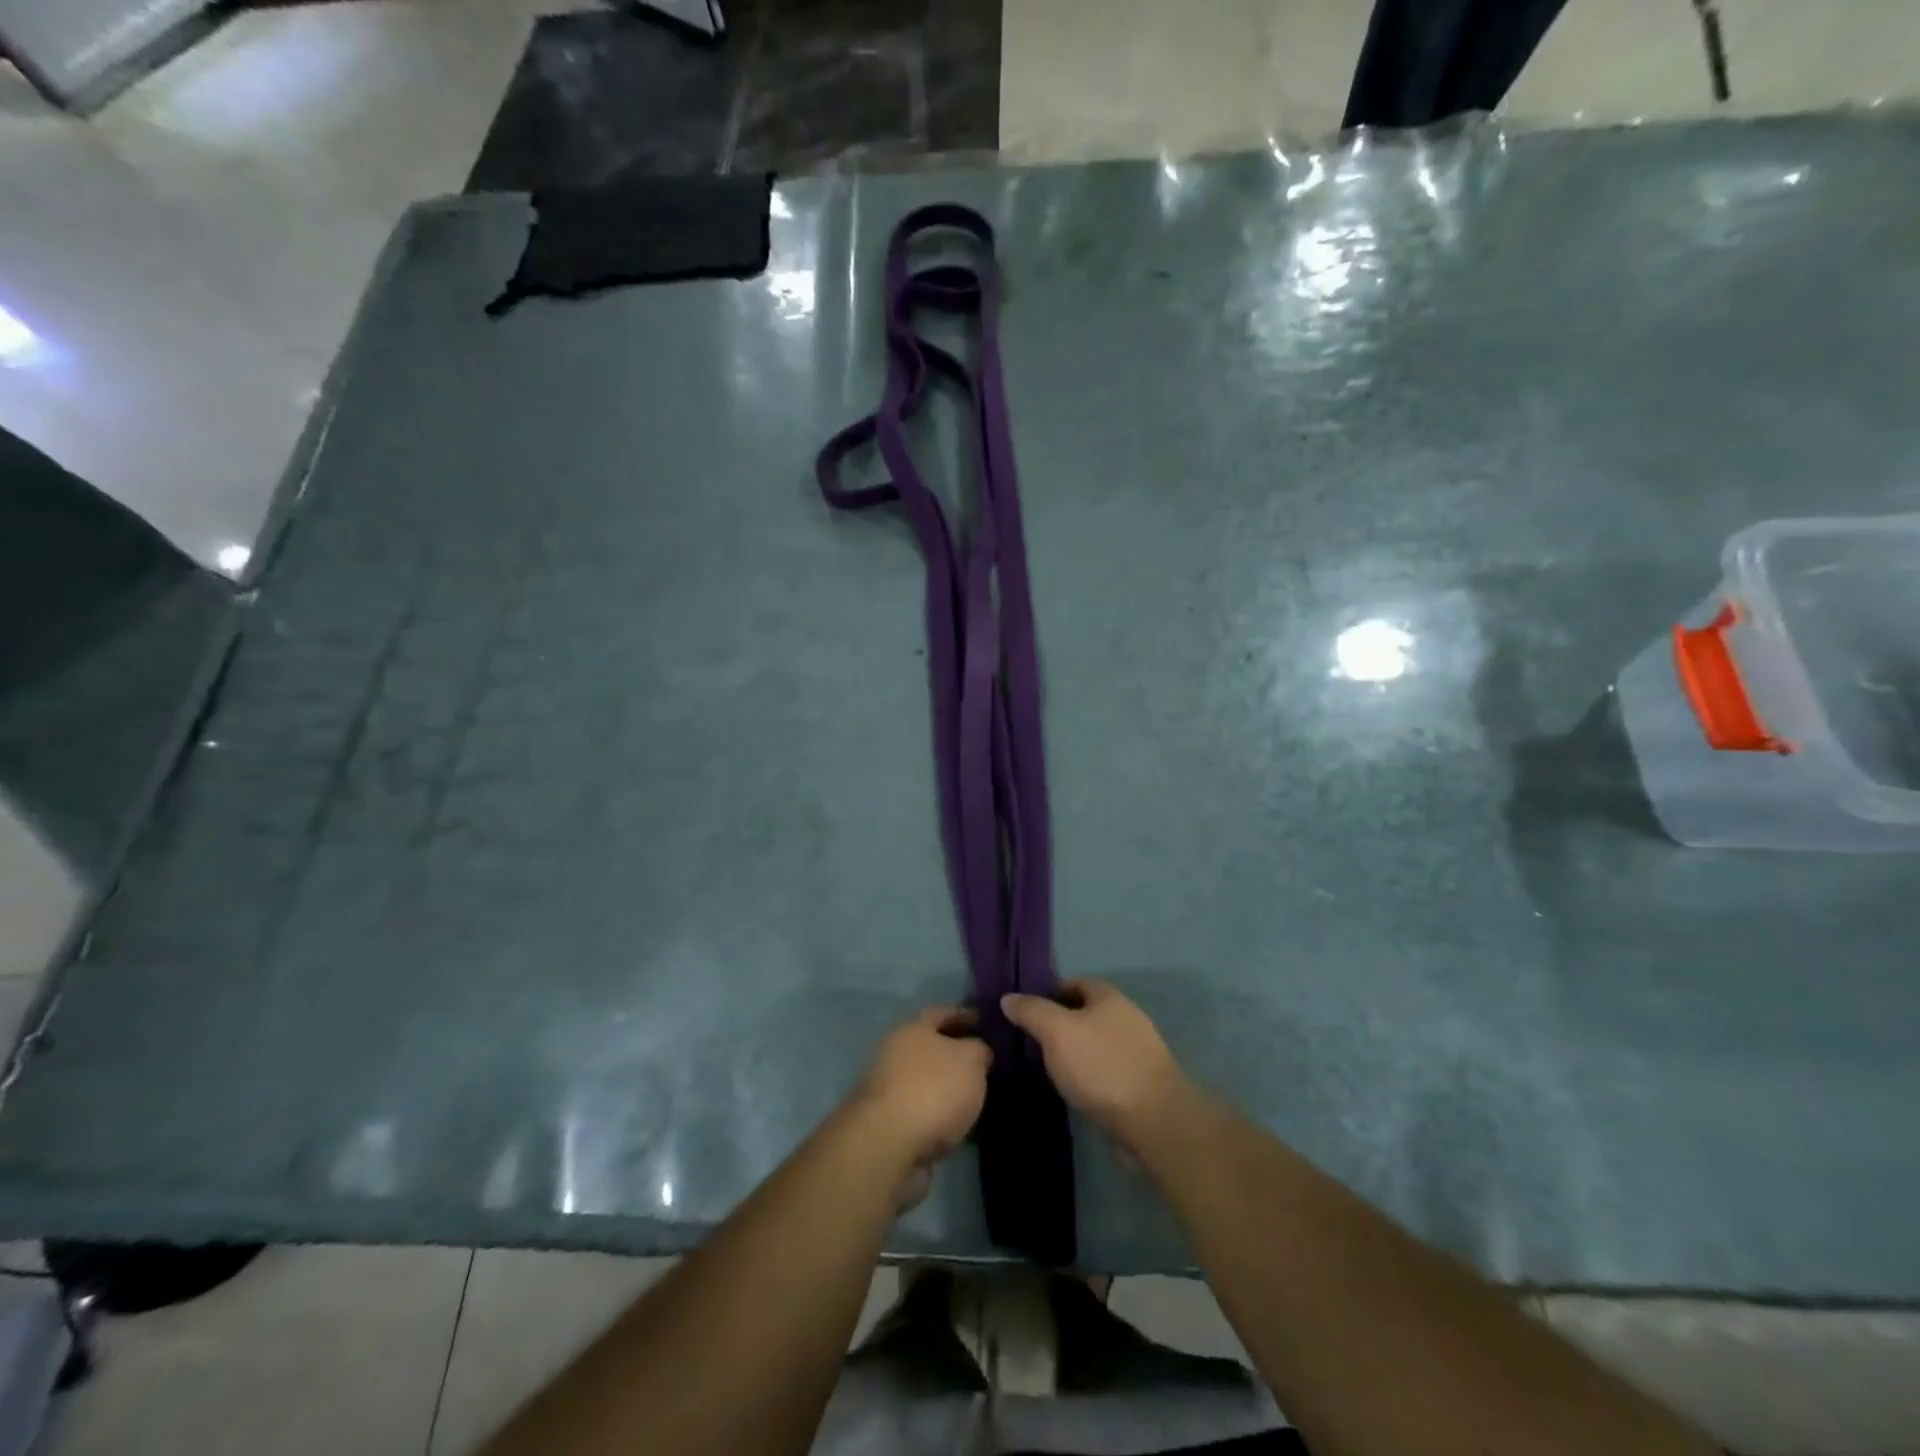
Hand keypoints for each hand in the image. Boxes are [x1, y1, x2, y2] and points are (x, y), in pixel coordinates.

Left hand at [850, 1007, 991, 1200]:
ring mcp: (888, 1091)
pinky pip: (922, 1114)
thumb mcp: (970, 1060)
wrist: (887, 1145)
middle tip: (984, 1064)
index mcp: (912, 1029)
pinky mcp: (888, 1126)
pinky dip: (939, 1117)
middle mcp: (894, 1054)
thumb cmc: (932, 1089)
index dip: (964, 1014)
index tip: (984, 1022)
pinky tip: (960, 1127)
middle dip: (955, 1055)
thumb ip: (979, 1050)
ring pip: (926, 1083)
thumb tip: (978, 1050)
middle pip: (930, 1048)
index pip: (941, 1012)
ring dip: (947, 1089)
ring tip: (976, 1099)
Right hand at [1001, 981, 1189, 1153]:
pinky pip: (1106, 1071)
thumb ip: (1031, 1011)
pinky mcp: (1140, 1085)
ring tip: (1046, 1069)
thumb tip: (1008, 997)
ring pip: (1095, 1044)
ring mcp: (1137, 1053)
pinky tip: (1073, 1091)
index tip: (1024, 1012)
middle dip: (1059, 1025)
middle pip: (1085, 1014)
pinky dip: (1088, 1077)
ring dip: (1074, 1053)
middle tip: (1030, 1042)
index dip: (1048, 994)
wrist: (1154, 1122)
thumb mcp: (1057, 1031)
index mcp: (1109, 997)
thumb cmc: (1101, 1066)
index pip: (1074, 983)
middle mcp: (1126, 1018)